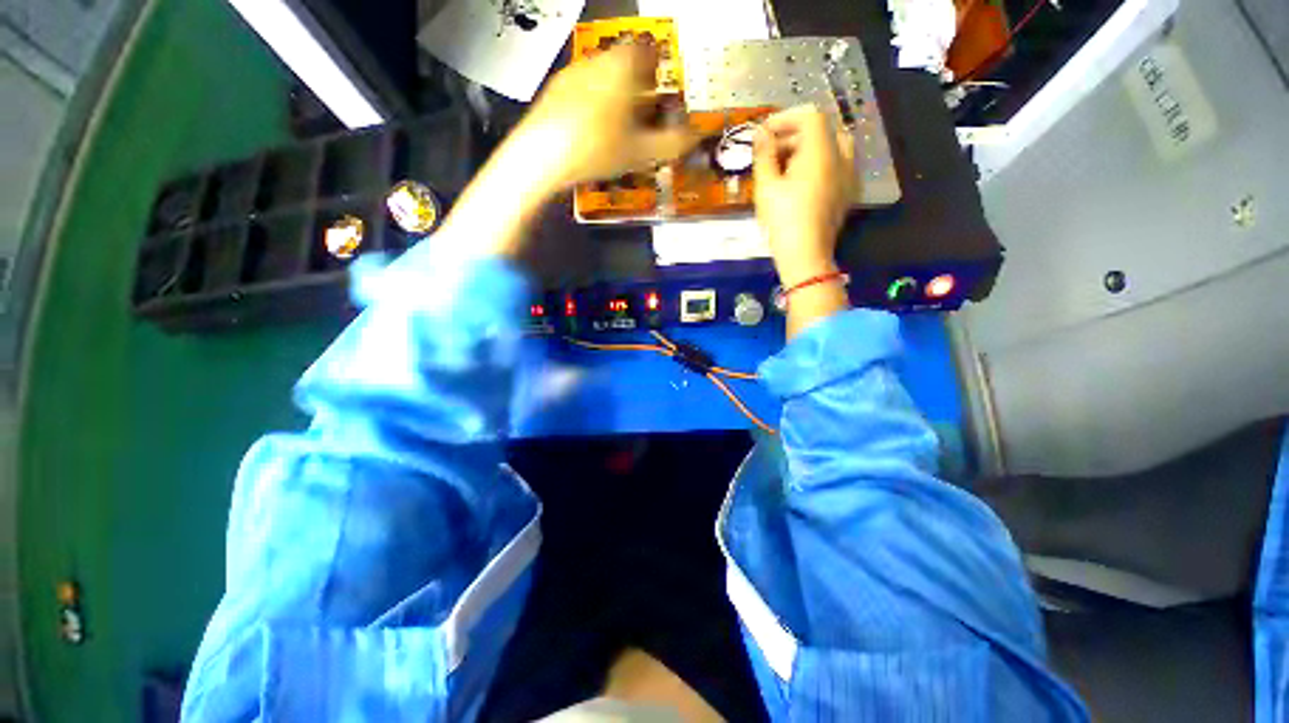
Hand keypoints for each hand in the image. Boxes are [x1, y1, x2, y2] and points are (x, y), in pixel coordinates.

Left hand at [504, 45, 698, 191]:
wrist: (535, 161)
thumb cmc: (592, 148)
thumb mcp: (644, 150)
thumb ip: (675, 140)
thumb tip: (693, 136)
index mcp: (621, 66)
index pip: (644, 49)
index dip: (655, 62)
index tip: (660, 75)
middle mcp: (593, 63)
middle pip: (620, 60)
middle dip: (635, 76)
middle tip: (645, 96)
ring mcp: (567, 77)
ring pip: (598, 73)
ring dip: (612, 87)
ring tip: (621, 114)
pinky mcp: (549, 95)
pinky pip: (577, 88)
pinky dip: (590, 99)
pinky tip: (593, 125)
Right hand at [752, 106, 854, 286]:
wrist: (807, 257)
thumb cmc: (783, 219)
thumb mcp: (765, 184)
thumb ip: (764, 152)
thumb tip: (761, 132)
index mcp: (822, 154)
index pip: (812, 116)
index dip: (787, 118)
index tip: (767, 133)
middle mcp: (841, 161)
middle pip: (826, 129)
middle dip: (798, 131)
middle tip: (775, 147)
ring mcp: (849, 178)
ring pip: (835, 146)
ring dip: (810, 146)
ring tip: (784, 164)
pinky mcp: (848, 193)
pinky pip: (840, 164)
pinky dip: (822, 161)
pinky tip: (801, 178)